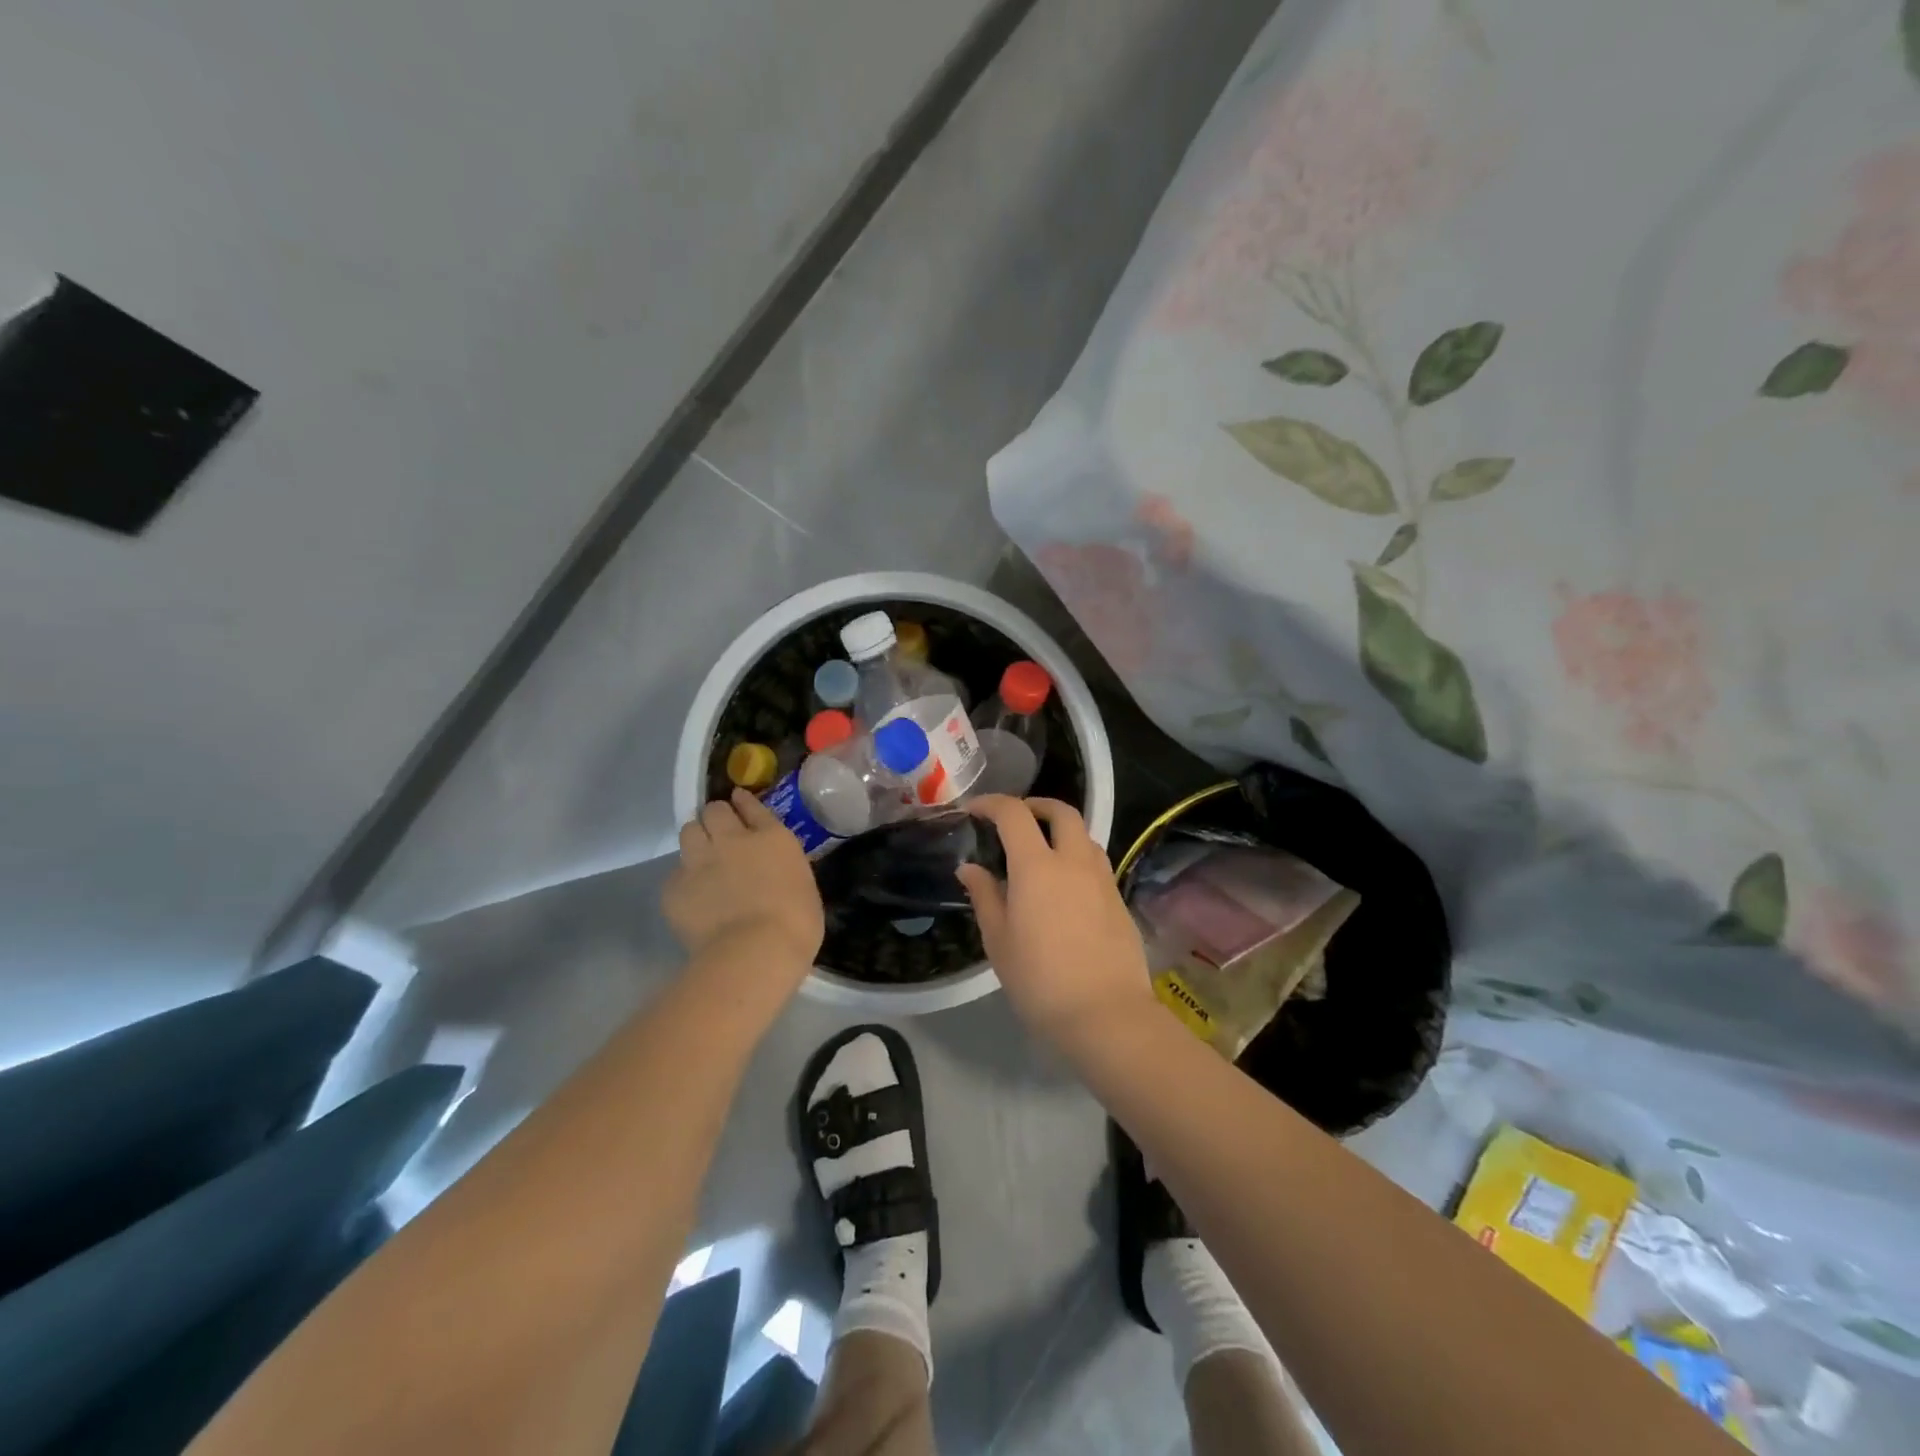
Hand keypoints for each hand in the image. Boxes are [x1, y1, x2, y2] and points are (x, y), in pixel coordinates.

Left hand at [665, 790, 823, 983]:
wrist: (755, 952)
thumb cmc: (796, 923)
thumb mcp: (802, 884)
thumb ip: (782, 868)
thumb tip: (773, 871)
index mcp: (771, 838)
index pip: (752, 806)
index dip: (743, 802)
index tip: (738, 799)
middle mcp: (732, 840)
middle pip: (714, 811)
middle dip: (716, 818)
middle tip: (720, 832)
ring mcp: (699, 861)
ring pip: (688, 831)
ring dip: (696, 839)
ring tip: (701, 857)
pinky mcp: (674, 887)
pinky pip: (675, 873)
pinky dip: (683, 880)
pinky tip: (692, 896)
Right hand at [956, 796, 1156, 1051]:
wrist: (1105, 1014)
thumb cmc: (1040, 980)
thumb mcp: (999, 940)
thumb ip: (984, 896)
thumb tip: (970, 868)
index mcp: (1037, 866)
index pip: (1014, 814)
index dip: (991, 804)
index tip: (973, 810)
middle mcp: (1074, 861)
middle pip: (1061, 811)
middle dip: (1036, 805)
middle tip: (1015, 819)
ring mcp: (1102, 879)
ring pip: (1084, 835)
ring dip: (1061, 831)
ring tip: (1041, 852)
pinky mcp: (1119, 899)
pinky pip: (1096, 863)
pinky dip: (1076, 858)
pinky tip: (1064, 887)